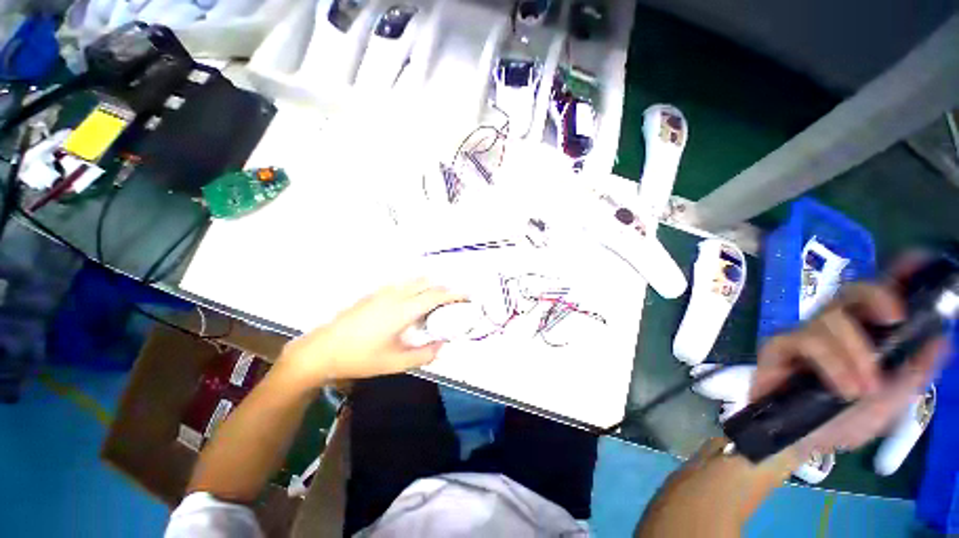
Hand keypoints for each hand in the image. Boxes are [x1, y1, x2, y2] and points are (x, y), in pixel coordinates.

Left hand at [275, 279, 464, 388]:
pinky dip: (415, 287)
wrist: (322, 349)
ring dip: (429, 286)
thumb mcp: (395, 362)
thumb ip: (424, 355)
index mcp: (403, 310)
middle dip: (444, 289)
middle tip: (453, 301)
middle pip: (427, 283)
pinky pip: (402, 284)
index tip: (467, 296)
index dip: (454, 294)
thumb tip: (443, 346)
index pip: (436, 295)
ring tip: (435, 301)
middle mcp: (396, 295)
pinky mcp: (373, 293)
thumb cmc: (360, 357)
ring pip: (414, 281)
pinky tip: (412, 301)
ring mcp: (383, 292)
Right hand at [750, 282, 946, 460]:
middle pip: (849, 293)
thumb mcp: (890, 403)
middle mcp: (836, 326)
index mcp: (864, 335)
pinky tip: (843, 386)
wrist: (798, 440)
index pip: (878, 296)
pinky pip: (805, 341)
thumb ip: (914, 374)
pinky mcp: (779, 345)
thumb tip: (941, 339)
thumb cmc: (844, 421)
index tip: (918, 261)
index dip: (896, 274)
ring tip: (863, 389)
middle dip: (874, 297)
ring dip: (854, 352)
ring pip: (829, 320)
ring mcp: (804, 333)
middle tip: (895, 318)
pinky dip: (831, 361)